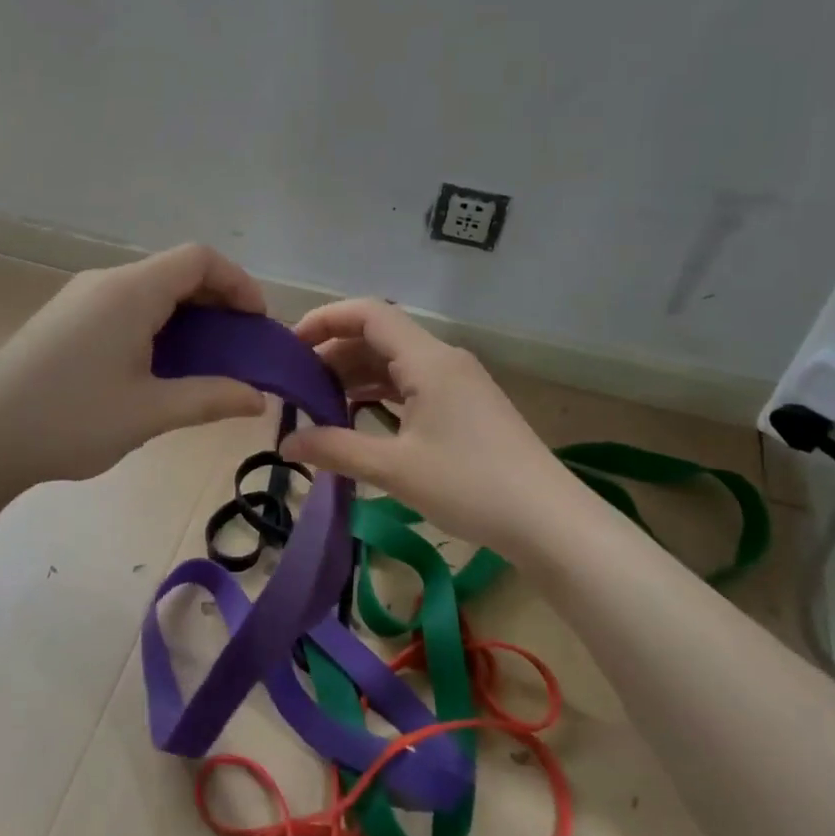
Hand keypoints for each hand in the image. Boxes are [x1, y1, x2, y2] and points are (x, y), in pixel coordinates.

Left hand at [0, 244, 267, 487]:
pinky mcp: (65, 318)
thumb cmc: (70, 419)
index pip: (199, 259)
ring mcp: (81, 298)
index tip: (257, 323)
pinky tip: (158, 365)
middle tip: (239, 346)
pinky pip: (125, 305)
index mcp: (131, 292)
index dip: (238, 282)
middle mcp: (106, 282)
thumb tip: (258, 398)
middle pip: (175, 270)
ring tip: (205, 359)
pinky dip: (157, 324)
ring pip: (149, 289)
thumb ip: (210, 398)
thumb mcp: (149, 412)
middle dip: (216, 301)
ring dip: (186, 315)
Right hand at [279, 299, 578, 555]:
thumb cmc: (470, 486)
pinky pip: (414, 383)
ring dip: (357, 375)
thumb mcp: (394, 469)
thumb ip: (335, 449)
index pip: (368, 313)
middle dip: (334, 353)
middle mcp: (444, 359)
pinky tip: (360, 417)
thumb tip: (285, 443)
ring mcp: (459, 382)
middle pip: (379, 336)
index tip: (289, 345)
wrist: (549, 521)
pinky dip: (381, 393)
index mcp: (427, 360)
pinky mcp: (467, 405)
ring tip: (320, 403)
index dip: (324, 320)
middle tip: (297, 385)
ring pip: (396, 362)